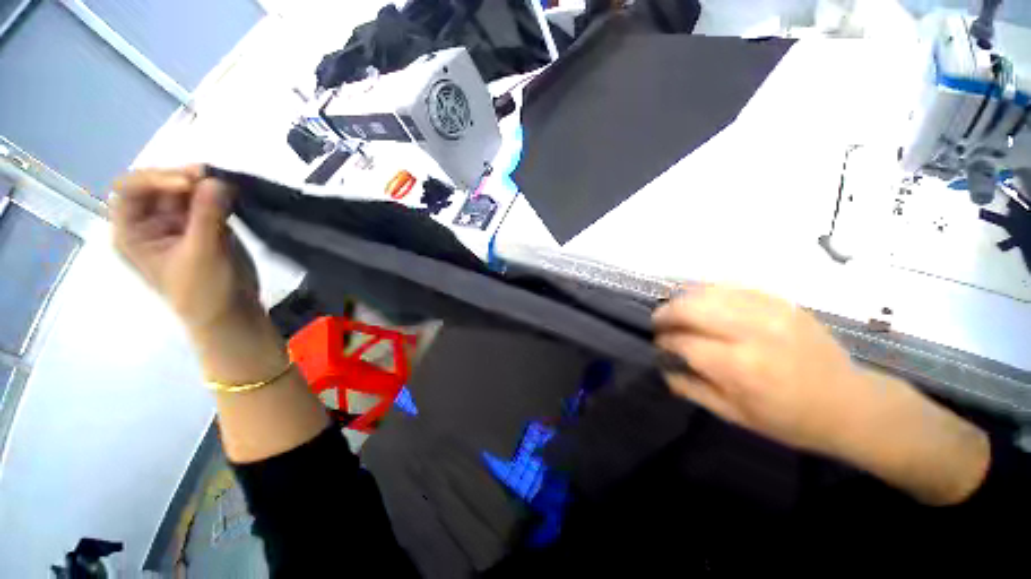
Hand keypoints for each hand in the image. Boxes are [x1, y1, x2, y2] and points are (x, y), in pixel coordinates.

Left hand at [112, 166, 260, 334]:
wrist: (231, 312)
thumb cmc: (204, 291)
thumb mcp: (202, 254)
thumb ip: (207, 216)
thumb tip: (217, 179)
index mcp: (132, 232)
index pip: (130, 190)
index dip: (155, 179)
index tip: (190, 184)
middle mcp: (150, 222)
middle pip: (158, 185)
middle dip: (183, 178)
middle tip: (212, 177)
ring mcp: (179, 223)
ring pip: (185, 190)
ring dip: (204, 184)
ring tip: (227, 186)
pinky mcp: (204, 226)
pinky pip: (207, 201)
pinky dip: (219, 194)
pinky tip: (233, 195)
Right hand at [654, 285, 988, 504]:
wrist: (851, 404)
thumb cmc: (790, 419)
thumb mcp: (736, 416)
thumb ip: (692, 389)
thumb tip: (664, 367)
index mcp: (741, 367)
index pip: (684, 342)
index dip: (665, 342)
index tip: (659, 345)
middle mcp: (753, 332)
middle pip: (691, 308)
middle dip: (666, 314)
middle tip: (659, 322)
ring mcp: (770, 311)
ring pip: (709, 291)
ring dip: (683, 299)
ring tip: (676, 311)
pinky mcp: (782, 302)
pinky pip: (733, 287)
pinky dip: (709, 292)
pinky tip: (703, 302)